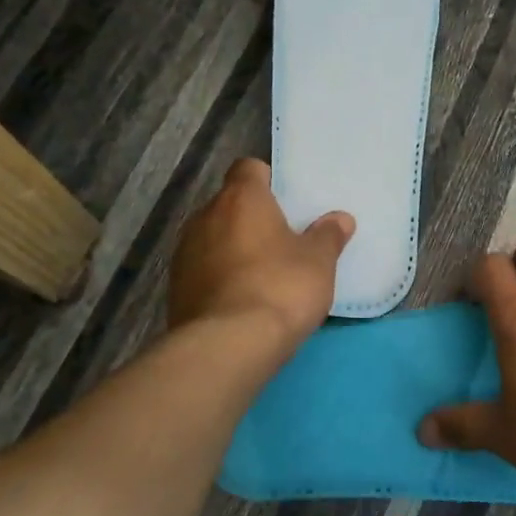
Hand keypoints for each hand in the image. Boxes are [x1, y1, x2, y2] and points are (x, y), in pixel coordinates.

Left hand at [168, 158, 353, 346]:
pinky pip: (203, 270)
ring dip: (233, 248)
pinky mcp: (175, 288)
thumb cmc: (280, 288)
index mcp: (241, 198)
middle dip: (252, 218)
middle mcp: (205, 216)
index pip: (248, 169)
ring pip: (214, 237)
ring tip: (261, 275)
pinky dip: (220, 277)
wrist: (227, 346)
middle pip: (230, 204)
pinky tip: (241, 301)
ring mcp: (184, 252)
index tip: (286, 202)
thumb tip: (339, 219)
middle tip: (282, 242)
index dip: (267, 181)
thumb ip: (328, 236)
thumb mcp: (319, 262)